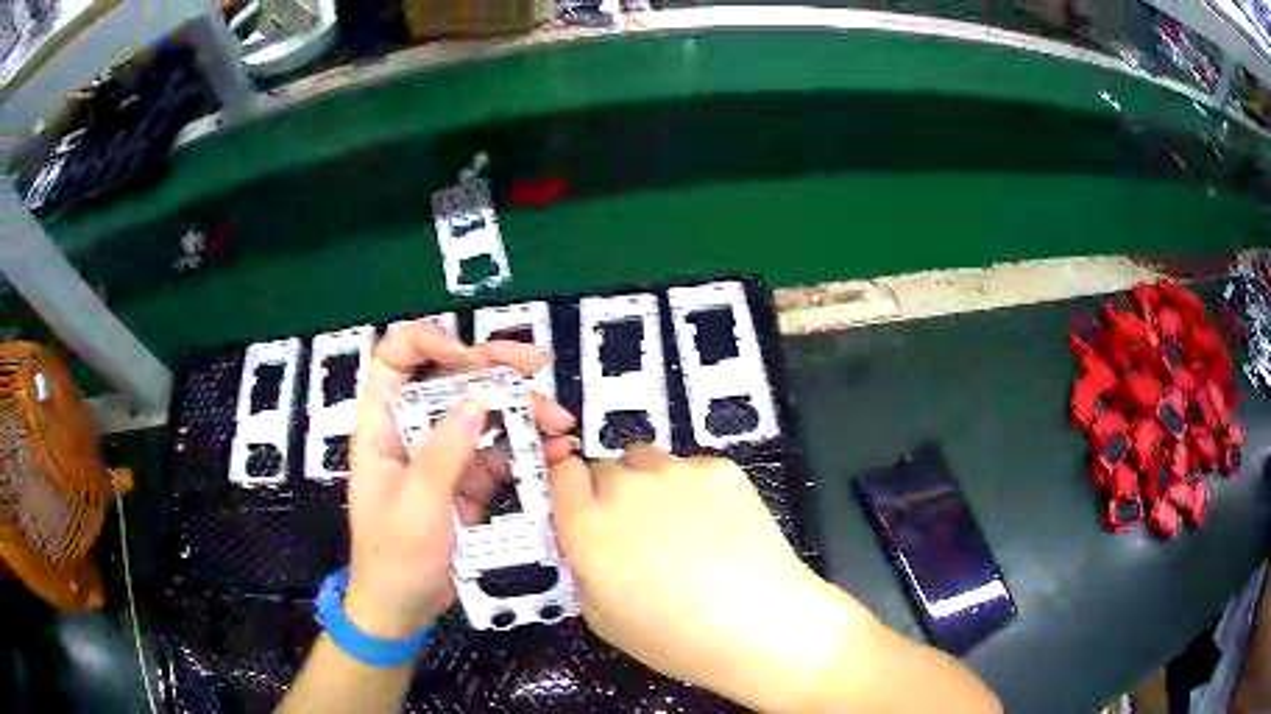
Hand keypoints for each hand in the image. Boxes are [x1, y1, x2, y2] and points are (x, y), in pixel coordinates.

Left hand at [343, 322, 576, 640]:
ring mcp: (441, 456)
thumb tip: (479, 398)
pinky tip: (556, 455)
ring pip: (481, 415)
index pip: (395, 358)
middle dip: (494, 368)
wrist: (403, 610)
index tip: (470, 357)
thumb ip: (445, 451)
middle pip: (449, 378)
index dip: (429, 342)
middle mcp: (411, 431)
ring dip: (522, 412)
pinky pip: (498, 455)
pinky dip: (527, 451)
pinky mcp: (465, 482)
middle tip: (539, 365)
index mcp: (382, 426)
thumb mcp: (418, 505)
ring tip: (561, 423)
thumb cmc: (395, 558)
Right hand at [549, 445, 877, 710]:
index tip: (583, 511)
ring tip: (680, 525)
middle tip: (637, 531)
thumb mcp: (601, 616)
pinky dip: (695, 489)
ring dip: (650, 485)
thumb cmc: (673, 637)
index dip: (572, 492)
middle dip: (611, 494)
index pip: (562, 475)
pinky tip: (717, 525)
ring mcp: (676, 472)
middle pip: (605, 468)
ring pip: (647, 461)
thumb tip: (587, 543)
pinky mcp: (719, 468)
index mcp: (586, 525)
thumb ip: (583, 566)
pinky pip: (692, 468)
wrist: (759, 626)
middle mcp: (625, 487)